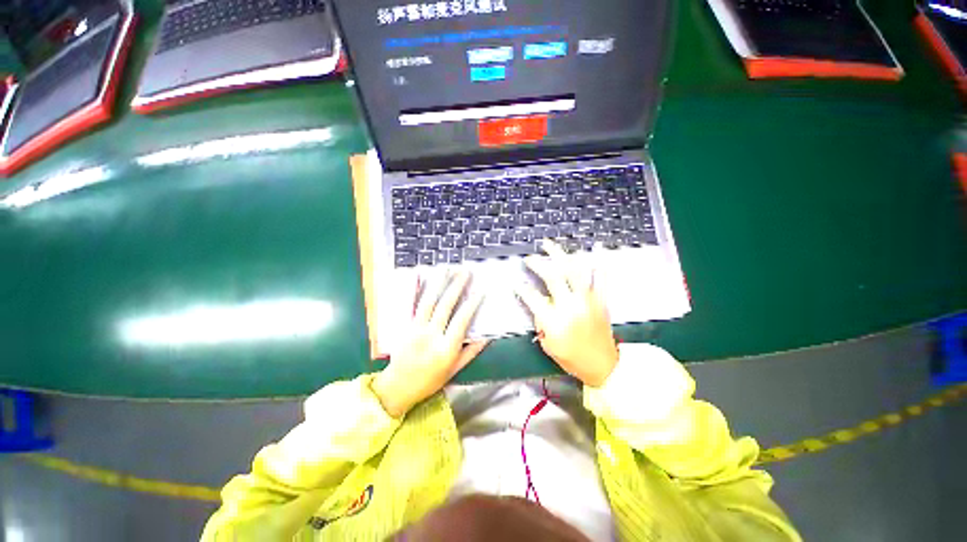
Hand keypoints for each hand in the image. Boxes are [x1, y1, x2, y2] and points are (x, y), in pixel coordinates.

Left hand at [372, 270, 487, 417]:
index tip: (480, 291)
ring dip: (439, 283)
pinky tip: (418, 276)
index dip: (472, 304)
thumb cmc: (430, 380)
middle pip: (445, 306)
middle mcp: (431, 335)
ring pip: (429, 301)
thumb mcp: (455, 370)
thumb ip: (471, 351)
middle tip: (466, 272)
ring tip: (448, 269)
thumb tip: (487, 336)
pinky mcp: (405, 325)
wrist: (398, 387)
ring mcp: (416, 329)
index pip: (461, 321)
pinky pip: (411, 305)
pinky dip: (414, 289)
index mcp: (446, 348)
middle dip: (457, 286)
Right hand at [515, 240, 618, 386]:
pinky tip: (595, 248)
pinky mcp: (600, 300)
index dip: (522, 289)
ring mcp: (587, 300)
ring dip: (561, 255)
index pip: (533, 297)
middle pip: (553, 277)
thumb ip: (540, 323)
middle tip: (530, 258)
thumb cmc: (573, 358)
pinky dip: (598, 262)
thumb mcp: (548, 345)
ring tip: (550, 245)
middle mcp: (570, 306)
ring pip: (574, 271)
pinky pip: (600, 278)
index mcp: (555, 320)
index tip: (516, 283)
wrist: (604, 366)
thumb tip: (537, 305)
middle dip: (538, 264)